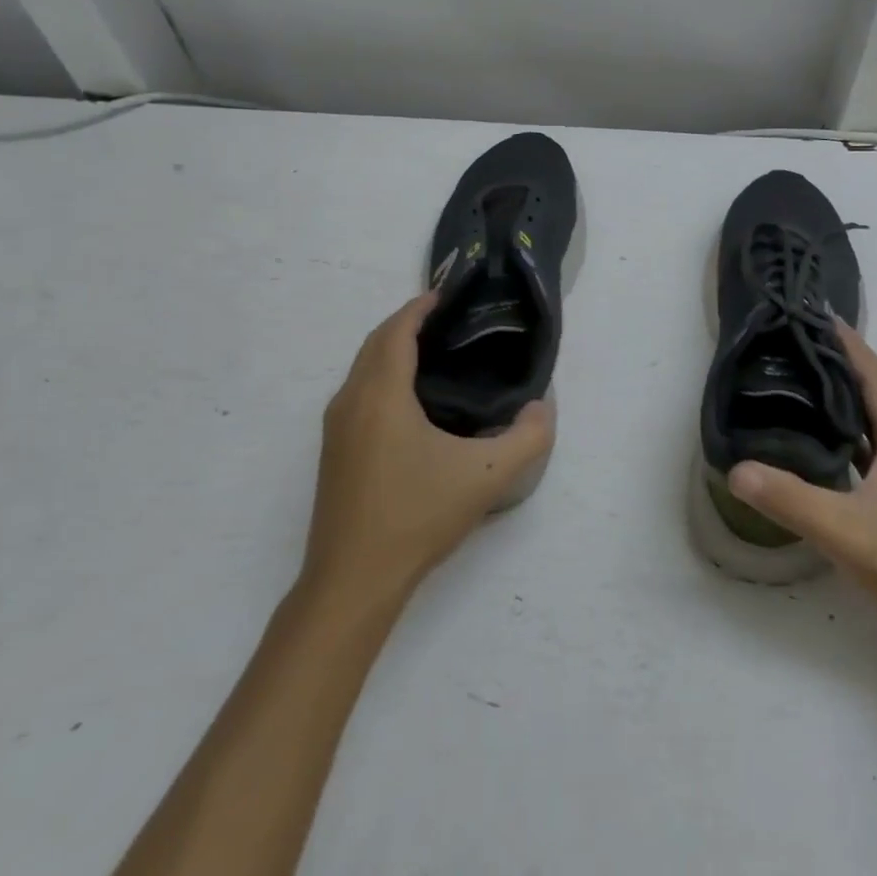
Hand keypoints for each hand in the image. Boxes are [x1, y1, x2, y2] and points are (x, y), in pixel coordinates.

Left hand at [300, 293, 553, 604]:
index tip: (447, 294)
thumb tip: (542, 407)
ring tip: (433, 352)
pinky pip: (358, 393)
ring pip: (362, 369)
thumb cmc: (417, 517)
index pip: (396, 332)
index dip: (419, 307)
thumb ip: (529, 438)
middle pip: (374, 344)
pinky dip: (381, 375)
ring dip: (391, 349)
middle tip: (448, 320)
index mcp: (381, 397)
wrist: (352, 582)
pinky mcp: (334, 452)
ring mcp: (336, 429)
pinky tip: (411, 400)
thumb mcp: (487, 477)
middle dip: (406, 323)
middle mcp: (351, 403)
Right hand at [728, 322, 876, 627]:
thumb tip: (735, 470)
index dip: (847, 342)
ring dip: (850, 393)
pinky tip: (831, 439)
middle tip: (797, 344)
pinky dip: (856, 426)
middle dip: (842, 360)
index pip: (874, 372)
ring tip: (807, 381)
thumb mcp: (844, 531)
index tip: (816, 315)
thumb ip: (789, 499)